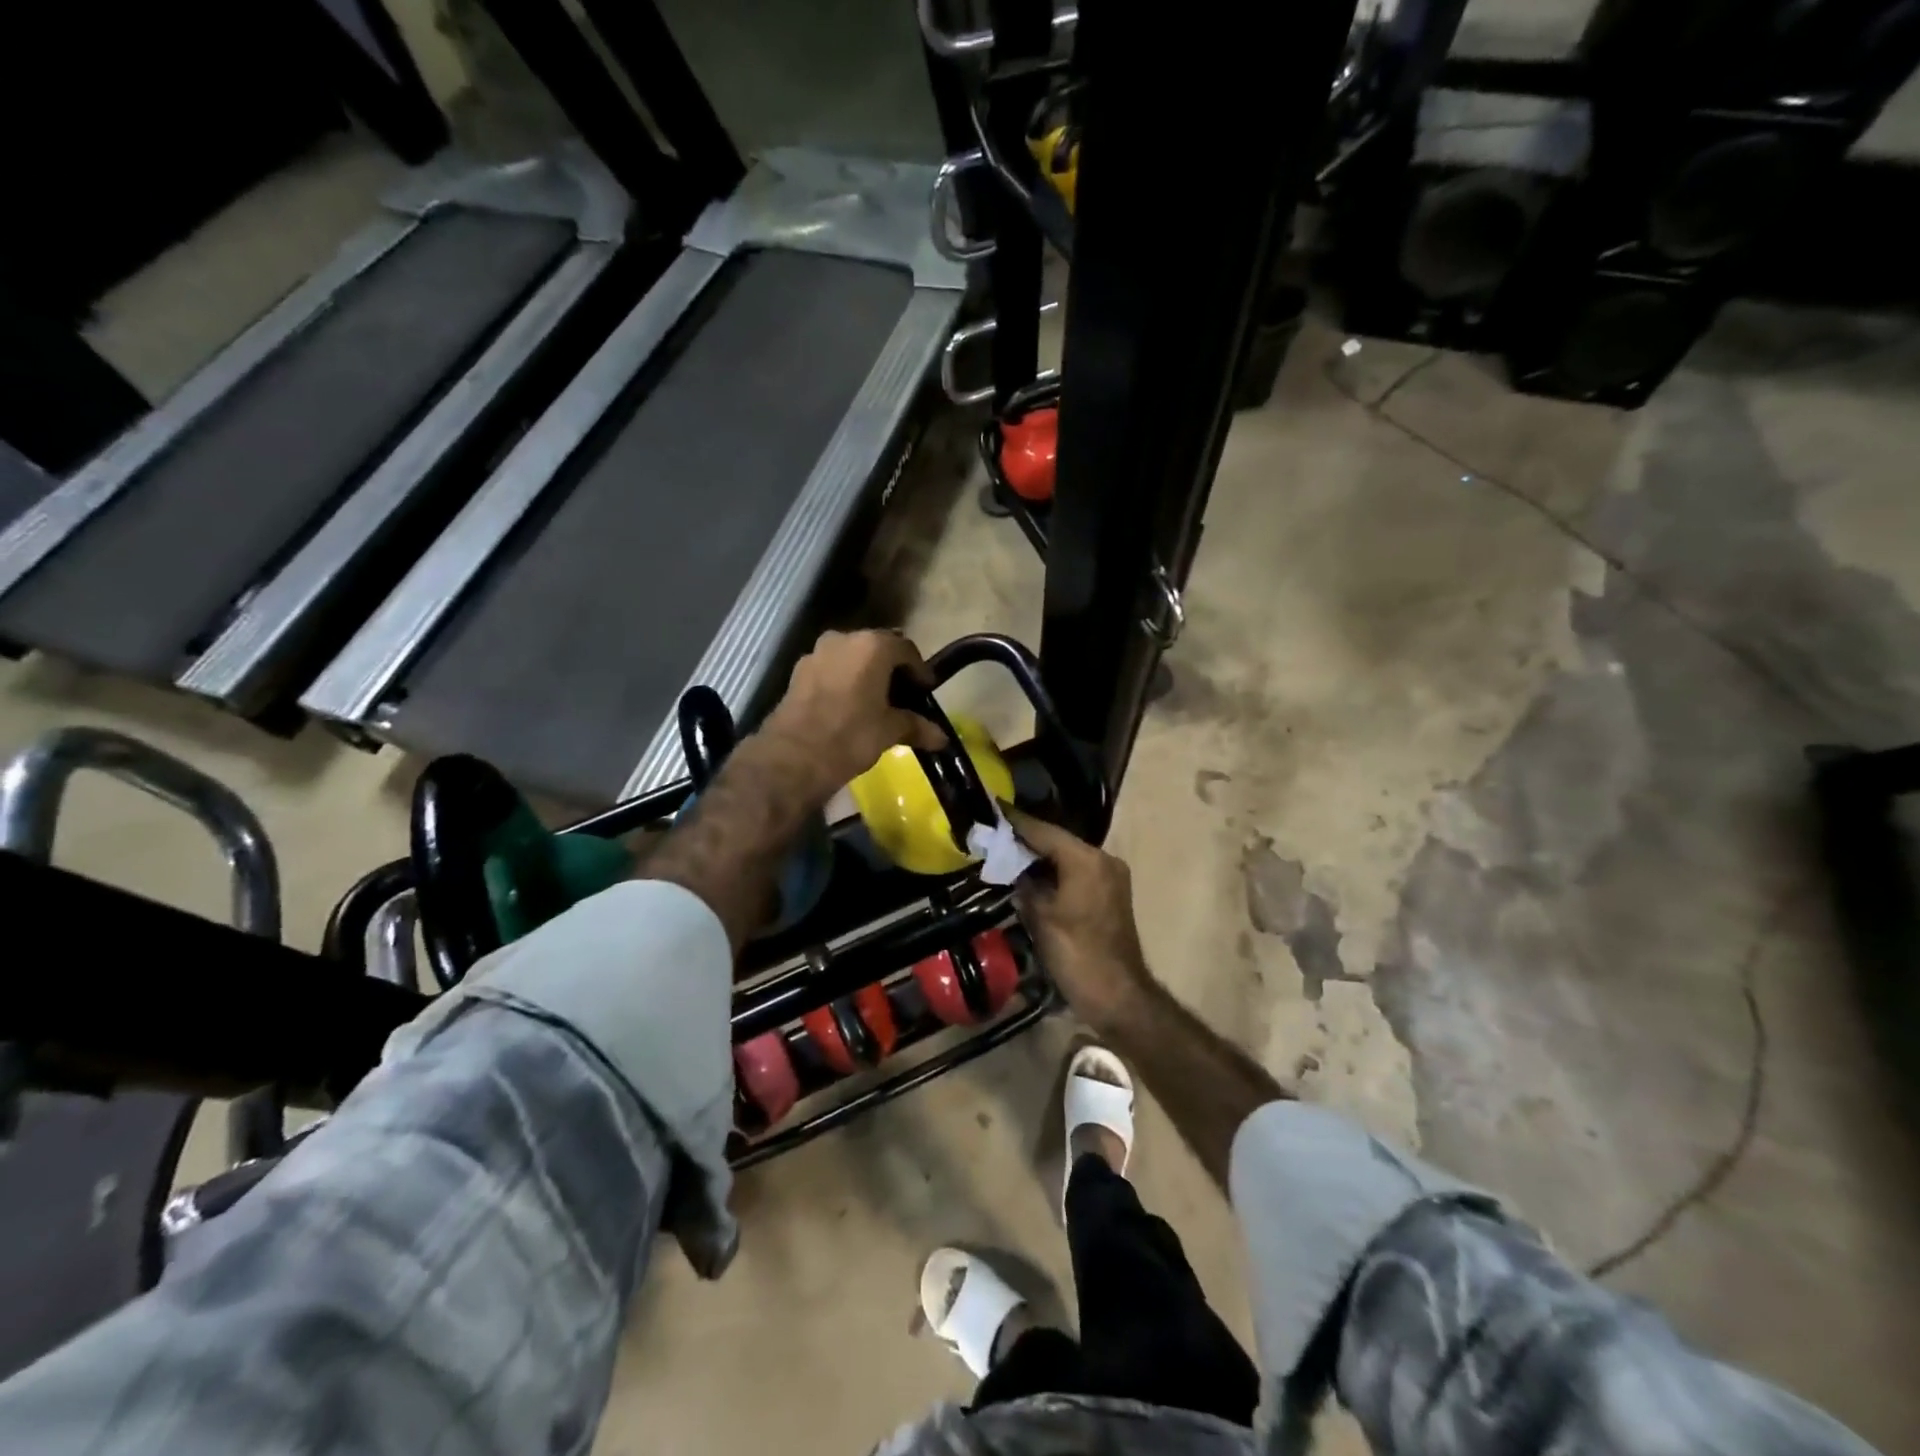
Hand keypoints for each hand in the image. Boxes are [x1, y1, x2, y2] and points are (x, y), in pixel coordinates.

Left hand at [758, 630, 948, 802]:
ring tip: (876, 702)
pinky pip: (831, 670)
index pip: (906, 650)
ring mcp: (816, 653)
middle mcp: (843, 639)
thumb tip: (942, 738)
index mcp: (872, 646)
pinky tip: (849, 706)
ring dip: (866, 674)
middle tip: (903, 695)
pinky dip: (844, 681)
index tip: (925, 690)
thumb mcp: (889, 731)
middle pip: (877, 648)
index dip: (919, 670)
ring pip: (851, 658)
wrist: (793, 756)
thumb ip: (916, 727)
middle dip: (892, 670)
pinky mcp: (798, 672)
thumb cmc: (851, 736)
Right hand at [1007, 808, 1155, 1034]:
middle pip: (1057, 841)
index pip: (1044, 831)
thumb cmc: (1076, 954)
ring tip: (1006, 853)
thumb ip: (1025, 886)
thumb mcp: (1041, 917)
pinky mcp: (1109, 894)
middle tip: (993, 834)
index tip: (991, 808)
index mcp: (1086, 860)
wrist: (1117, 996)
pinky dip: (1054, 872)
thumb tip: (1013, 870)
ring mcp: (1110, 877)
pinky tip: (1031, 877)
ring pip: (1067, 857)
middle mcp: (1103, 860)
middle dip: (1026, 839)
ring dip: (1039, 857)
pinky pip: (1076, 872)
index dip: (1015, 822)